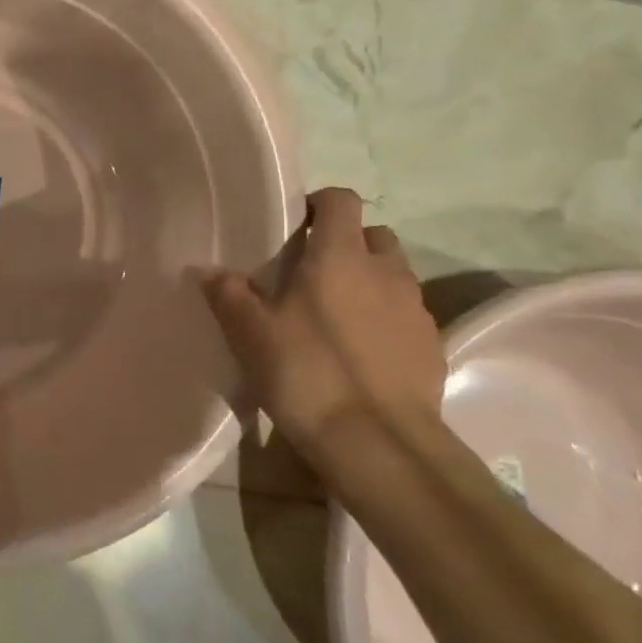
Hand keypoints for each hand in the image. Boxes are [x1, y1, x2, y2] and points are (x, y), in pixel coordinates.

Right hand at [203, 188, 444, 451]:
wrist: (377, 441)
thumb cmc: (306, 372)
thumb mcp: (250, 333)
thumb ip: (228, 294)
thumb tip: (209, 271)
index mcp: (340, 257)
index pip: (340, 200)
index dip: (318, 204)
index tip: (293, 227)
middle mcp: (386, 271)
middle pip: (372, 235)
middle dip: (345, 244)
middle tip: (310, 274)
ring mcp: (416, 308)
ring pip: (392, 274)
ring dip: (366, 281)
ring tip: (333, 315)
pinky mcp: (431, 344)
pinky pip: (405, 314)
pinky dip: (384, 318)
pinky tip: (359, 352)